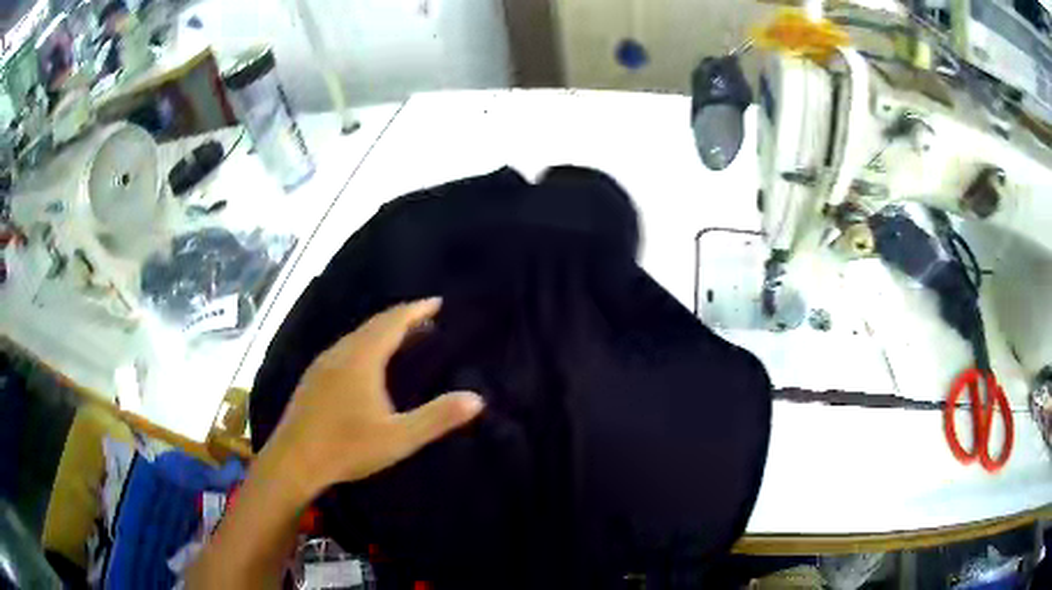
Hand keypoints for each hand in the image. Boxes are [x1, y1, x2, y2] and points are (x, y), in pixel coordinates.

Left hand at [261, 297, 483, 502]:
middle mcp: (340, 353)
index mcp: (361, 359)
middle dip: (401, 318)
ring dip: (381, 331)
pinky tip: (366, 364)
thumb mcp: (398, 437)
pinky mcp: (313, 378)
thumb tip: (477, 398)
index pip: (392, 323)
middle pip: (373, 325)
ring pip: (357, 336)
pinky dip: (364, 344)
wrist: (294, 461)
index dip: (416, 310)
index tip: (436, 302)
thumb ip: (437, 418)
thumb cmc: (347, 447)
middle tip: (425, 318)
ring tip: (402, 337)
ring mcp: (322, 364)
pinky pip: (345, 349)